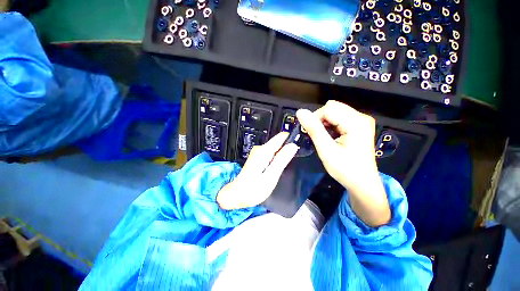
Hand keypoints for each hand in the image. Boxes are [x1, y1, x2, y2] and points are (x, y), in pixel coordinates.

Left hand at [217, 132, 298, 209]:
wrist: (237, 195)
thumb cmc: (253, 189)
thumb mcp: (271, 176)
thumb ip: (282, 160)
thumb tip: (293, 146)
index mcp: (264, 151)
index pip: (281, 137)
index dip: (292, 139)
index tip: (301, 145)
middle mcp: (260, 149)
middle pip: (279, 142)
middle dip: (288, 148)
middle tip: (294, 160)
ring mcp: (258, 153)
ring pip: (276, 148)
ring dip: (283, 154)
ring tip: (286, 165)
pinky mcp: (258, 157)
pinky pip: (272, 153)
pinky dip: (277, 158)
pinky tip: (278, 167)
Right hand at [296, 101, 390, 226]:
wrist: (362, 183)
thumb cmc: (345, 169)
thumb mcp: (326, 150)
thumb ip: (313, 129)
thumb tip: (300, 112)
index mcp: (356, 122)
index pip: (328, 109)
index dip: (315, 119)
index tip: (309, 133)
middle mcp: (361, 117)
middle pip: (332, 108)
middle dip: (320, 120)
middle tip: (317, 136)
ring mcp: (361, 121)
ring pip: (335, 112)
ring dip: (324, 123)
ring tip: (324, 138)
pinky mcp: (359, 126)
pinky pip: (340, 118)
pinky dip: (330, 125)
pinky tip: (331, 137)